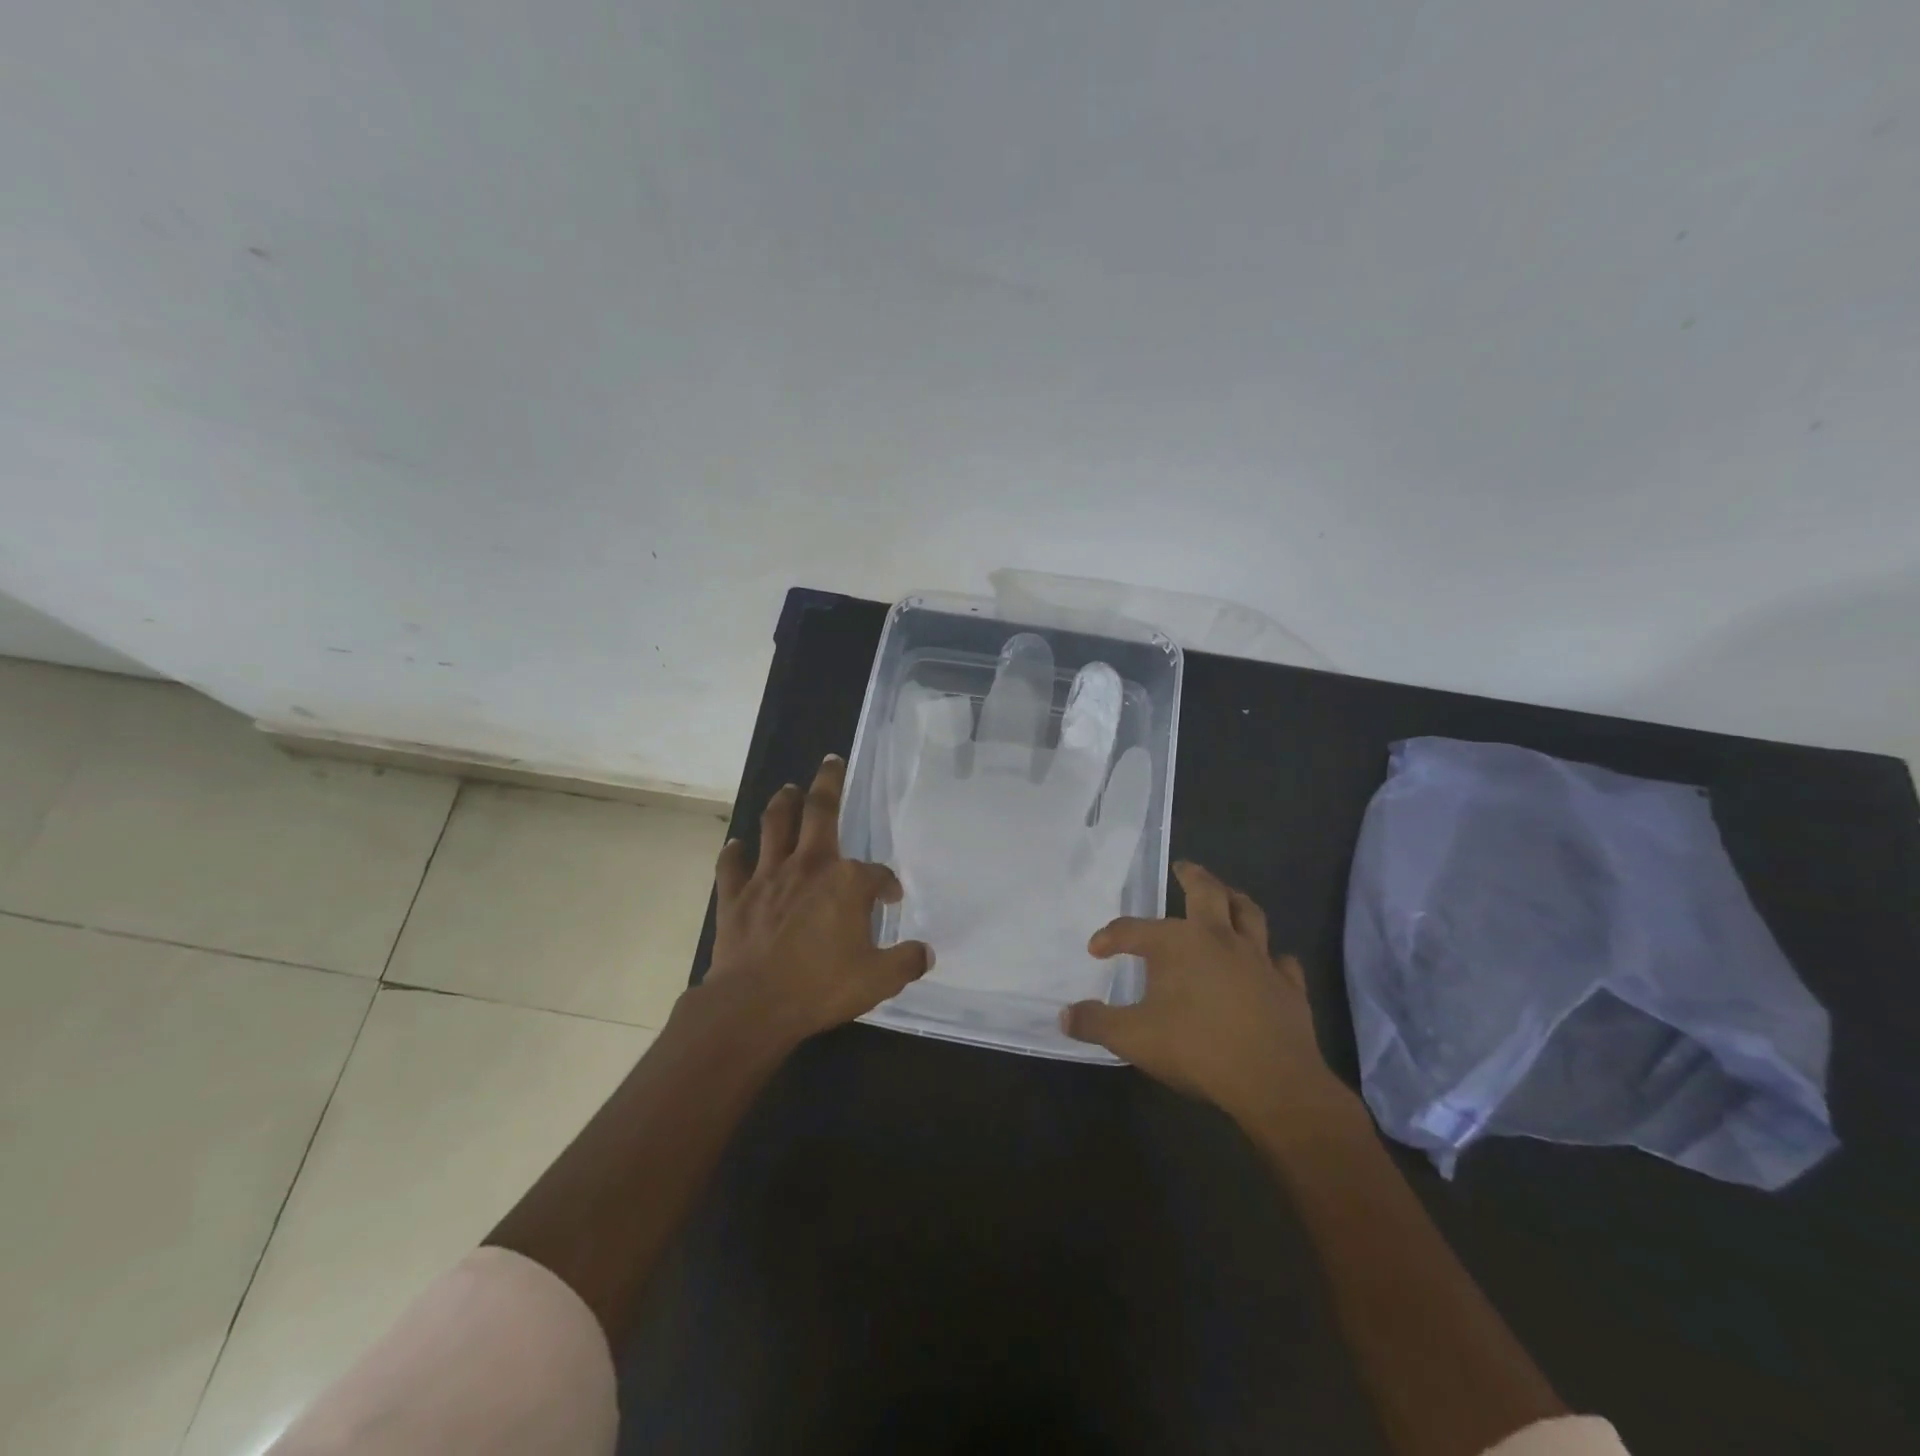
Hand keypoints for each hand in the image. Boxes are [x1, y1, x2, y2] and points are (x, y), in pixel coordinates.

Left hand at [704, 754, 931, 1046]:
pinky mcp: (735, 895)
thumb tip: (926, 952)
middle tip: (830, 761)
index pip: (876, 873)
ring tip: (789, 789)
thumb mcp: (878, 979)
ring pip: (774, 825)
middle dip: (828, 782)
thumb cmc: (820, 987)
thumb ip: (906, 961)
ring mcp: (767, 876)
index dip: (887, 884)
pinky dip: (735, 853)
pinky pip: (733, 865)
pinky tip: (738, 845)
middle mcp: (808, 865)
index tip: (891, 898)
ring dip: (783, 803)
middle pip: (819, 811)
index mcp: (846, 882)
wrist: (753, 1005)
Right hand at [1061, 861, 1360, 1134]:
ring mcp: (1259, 960)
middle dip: (1192, 876)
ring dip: (1236, 901)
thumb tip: (1064, 1016)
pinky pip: (1282, 961)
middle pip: (1208, 893)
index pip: (1134, 930)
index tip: (1097, 950)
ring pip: (1250, 915)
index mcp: (1178, 944)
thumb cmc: (1196, 1049)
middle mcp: (1220, 939)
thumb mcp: (1132, 1038)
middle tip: (1183, 867)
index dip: (1111, 937)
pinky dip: (1273, 957)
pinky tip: (1269, 962)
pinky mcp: (1288, 986)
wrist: (1272, 1082)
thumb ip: (1096, 1023)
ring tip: (1228, 896)